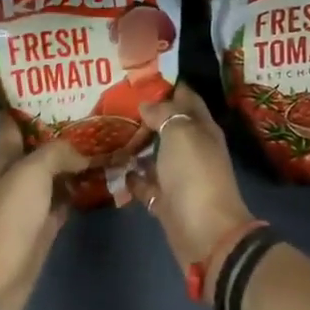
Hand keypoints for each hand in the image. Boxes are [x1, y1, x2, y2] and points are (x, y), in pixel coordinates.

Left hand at [0, 112, 87, 309]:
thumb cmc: (10, 216)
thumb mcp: (31, 172)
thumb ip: (57, 153)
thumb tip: (82, 153)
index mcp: (5, 158)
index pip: (12, 124)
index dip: (24, 105)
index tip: (49, 87)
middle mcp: (17, 175)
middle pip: (40, 147)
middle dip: (62, 131)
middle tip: (94, 114)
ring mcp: (32, 201)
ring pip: (57, 172)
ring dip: (76, 160)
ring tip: (106, 141)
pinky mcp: (46, 223)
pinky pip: (67, 198)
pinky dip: (82, 188)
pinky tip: (103, 178)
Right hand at [128, 85, 255, 272]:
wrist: (204, 232)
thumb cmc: (195, 174)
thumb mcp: (181, 133)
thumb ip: (164, 113)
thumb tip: (147, 105)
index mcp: (202, 129)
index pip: (186, 98)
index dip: (166, 85)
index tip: (139, 76)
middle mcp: (191, 149)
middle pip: (167, 125)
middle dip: (144, 114)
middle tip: (112, 102)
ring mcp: (178, 176)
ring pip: (153, 153)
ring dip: (133, 145)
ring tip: (105, 131)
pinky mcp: (164, 199)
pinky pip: (143, 182)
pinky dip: (130, 175)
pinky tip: (110, 166)